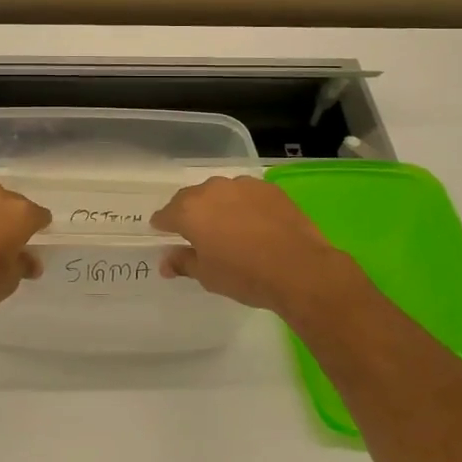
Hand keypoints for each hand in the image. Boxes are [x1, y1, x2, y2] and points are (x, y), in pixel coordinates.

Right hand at [152, 175, 371, 322]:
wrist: (299, 268)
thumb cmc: (245, 275)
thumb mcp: (207, 276)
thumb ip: (183, 263)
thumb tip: (166, 262)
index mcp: (190, 211)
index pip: (166, 214)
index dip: (162, 224)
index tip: (162, 232)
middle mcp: (212, 190)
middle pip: (192, 198)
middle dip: (190, 212)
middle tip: (195, 232)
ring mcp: (242, 185)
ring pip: (221, 192)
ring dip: (218, 206)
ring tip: (228, 226)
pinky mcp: (269, 188)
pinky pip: (247, 194)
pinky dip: (244, 205)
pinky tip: (254, 222)